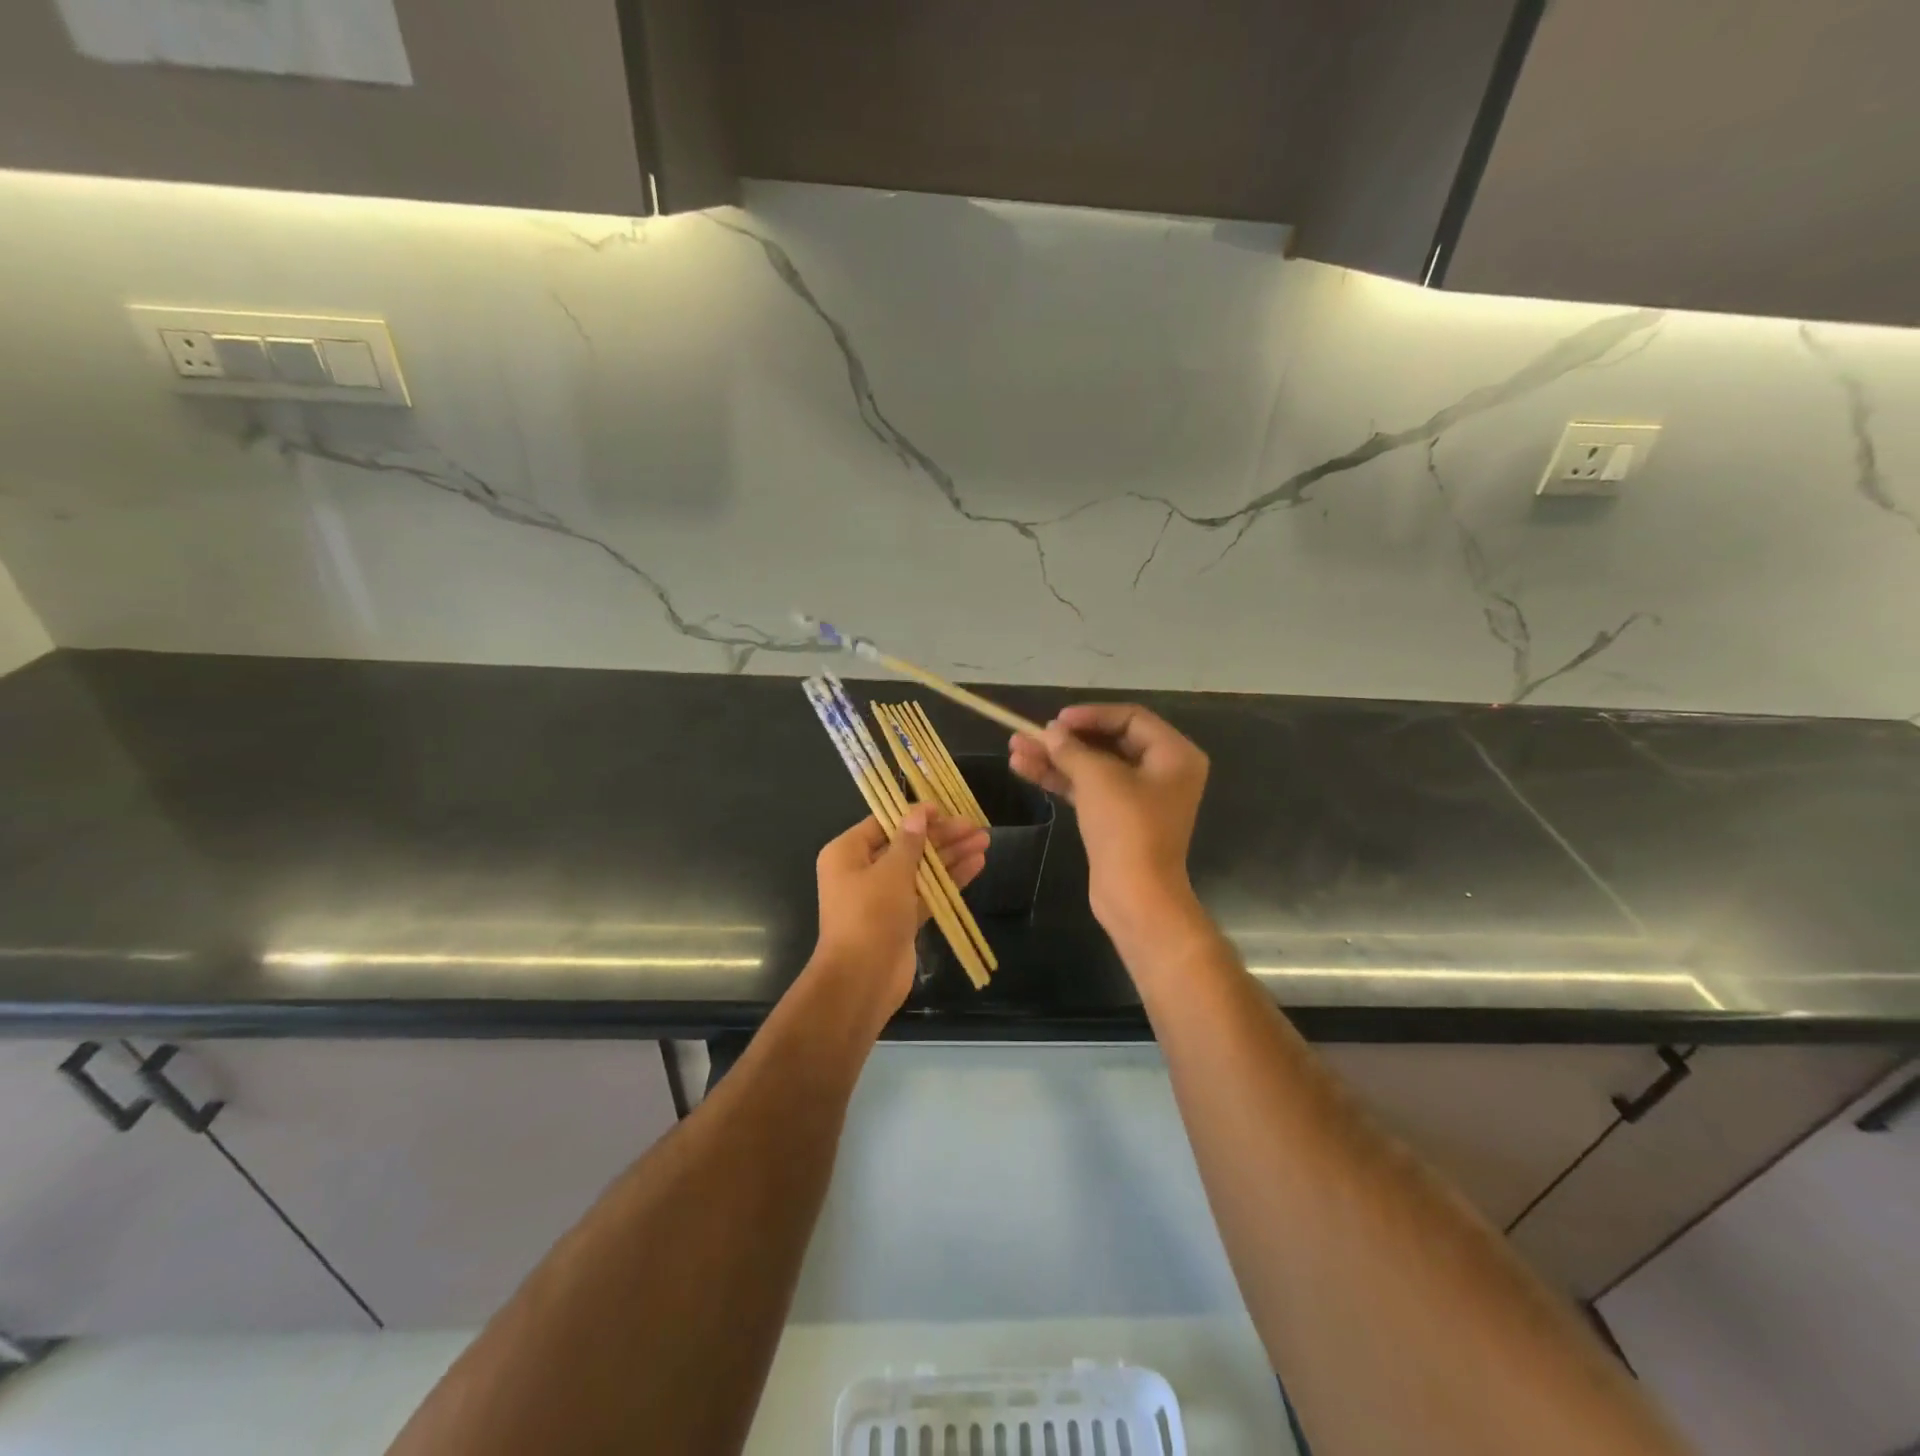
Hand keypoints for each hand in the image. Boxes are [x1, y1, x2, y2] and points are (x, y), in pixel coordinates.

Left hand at [811, 807, 989, 1008]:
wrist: (862, 979)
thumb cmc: (870, 915)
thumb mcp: (891, 872)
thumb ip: (910, 842)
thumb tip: (918, 814)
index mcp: (847, 853)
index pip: (884, 824)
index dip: (915, 815)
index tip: (945, 808)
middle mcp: (862, 871)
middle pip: (907, 845)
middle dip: (941, 836)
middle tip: (975, 826)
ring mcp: (883, 897)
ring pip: (921, 869)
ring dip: (951, 856)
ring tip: (984, 841)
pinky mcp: (901, 919)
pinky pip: (927, 892)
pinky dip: (950, 880)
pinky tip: (976, 865)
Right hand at [1009, 703, 1208, 941]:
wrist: (1135, 895)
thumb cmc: (1127, 828)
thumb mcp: (1098, 779)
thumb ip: (1071, 749)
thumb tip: (1049, 732)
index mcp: (1174, 755)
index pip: (1130, 718)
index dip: (1091, 715)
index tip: (1056, 720)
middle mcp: (1161, 772)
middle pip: (1108, 742)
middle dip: (1065, 739)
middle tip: (1028, 734)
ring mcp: (1138, 797)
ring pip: (1092, 767)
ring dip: (1054, 758)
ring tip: (1014, 749)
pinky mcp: (1117, 819)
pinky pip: (1087, 789)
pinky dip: (1060, 779)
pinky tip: (1024, 769)